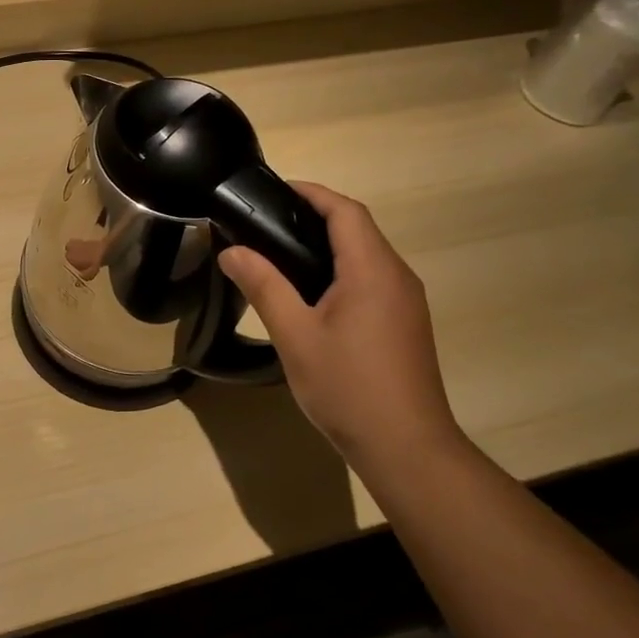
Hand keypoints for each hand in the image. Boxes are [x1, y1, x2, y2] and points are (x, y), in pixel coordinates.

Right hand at [218, 184, 462, 471]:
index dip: (310, 193)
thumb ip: (264, 287)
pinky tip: (310, 295)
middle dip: (314, 217)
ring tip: (279, 255)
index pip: (345, 211)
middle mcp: (397, 276)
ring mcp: (406, 301)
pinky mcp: (405, 323)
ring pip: (366, 256)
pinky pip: (372, 280)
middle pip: (357, 229)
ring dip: (327, 245)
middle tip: (264, 224)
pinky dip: (340, 271)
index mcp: (372, 270)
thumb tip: (232, 251)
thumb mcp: (295, 336)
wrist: (406, 447)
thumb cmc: (348, 387)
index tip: (272, 190)